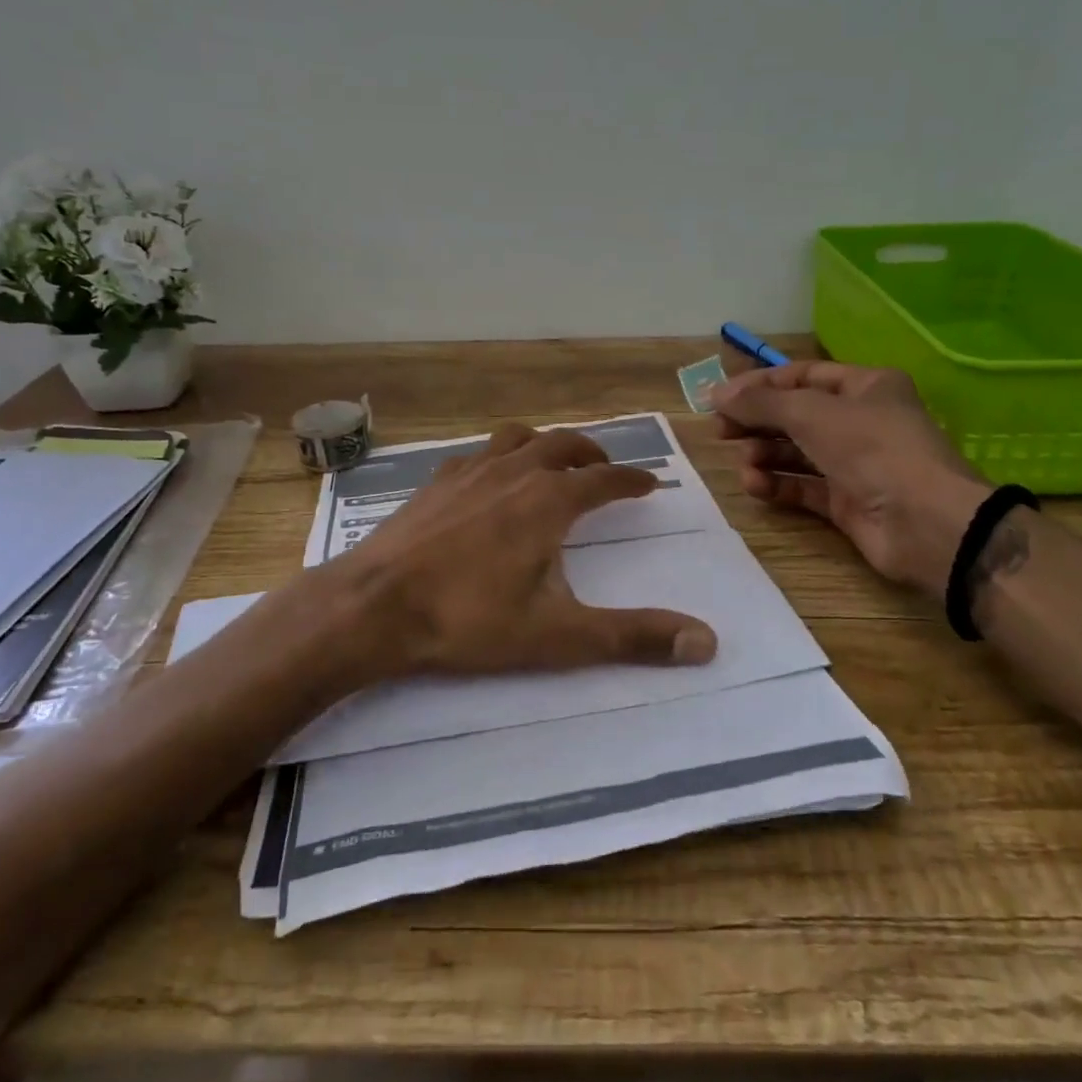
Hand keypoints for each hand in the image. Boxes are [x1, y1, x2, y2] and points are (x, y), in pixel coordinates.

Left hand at [332, 423, 718, 682]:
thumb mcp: (559, 636)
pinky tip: (488, 480)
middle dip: (591, 455)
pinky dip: (498, 458)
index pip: (605, 480)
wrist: (375, 606)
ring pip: (518, 439)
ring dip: (544, 446)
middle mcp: (514, 472)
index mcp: (549, 501)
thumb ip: (633, 637)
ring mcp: (469, 471)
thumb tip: (706, 642)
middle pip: (563, 446)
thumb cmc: (470, 621)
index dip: (631, 481)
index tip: (648, 484)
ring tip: (552, 462)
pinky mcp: (434, 482)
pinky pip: (477, 454)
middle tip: (604, 469)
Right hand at [711, 362, 990, 592]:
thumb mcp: (811, 413)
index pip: (800, 376)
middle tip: (720, 432)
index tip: (719, 399)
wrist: (925, 523)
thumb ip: (760, 402)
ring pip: (796, 452)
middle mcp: (860, 421)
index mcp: (864, 386)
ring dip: (764, 455)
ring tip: (745, 463)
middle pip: (795, 414)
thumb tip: (715, 393)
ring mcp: (854, 464)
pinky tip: (755, 486)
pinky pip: (802, 487)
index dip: (758, 385)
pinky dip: (777, 485)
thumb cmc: (872, 449)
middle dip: (757, 422)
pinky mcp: (846, 502)